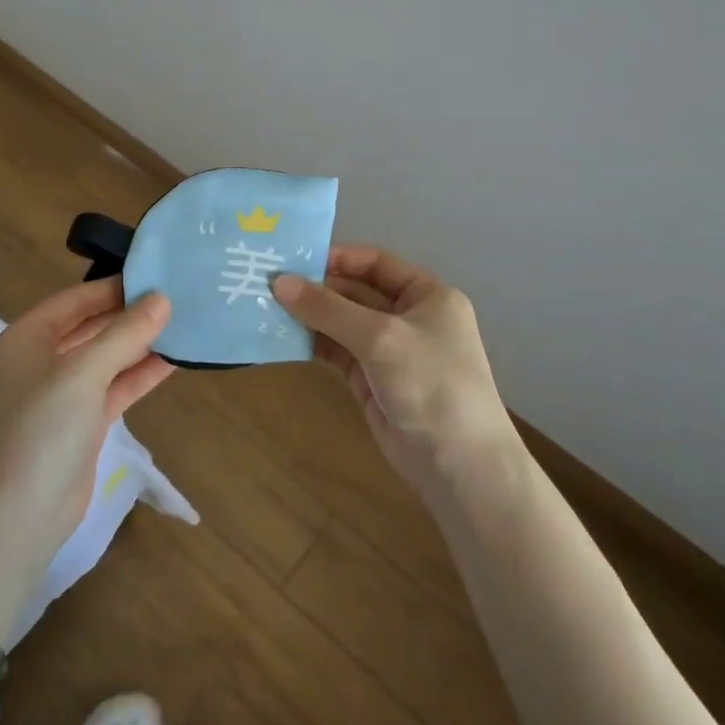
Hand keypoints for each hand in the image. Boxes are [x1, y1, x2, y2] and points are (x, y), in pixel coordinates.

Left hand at [0, 277, 173, 561]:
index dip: (112, 287)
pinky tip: (174, 360)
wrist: (22, 515)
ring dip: (140, 344)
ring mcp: (62, 393)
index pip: (75, 300)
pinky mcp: (82, 421)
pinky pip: (114, 386)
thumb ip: (124, 334)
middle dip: (130, 315)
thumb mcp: (83, 374)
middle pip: (91, 326)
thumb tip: (162, 299)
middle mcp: (41, 360)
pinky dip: (140, 374)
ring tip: (183, 322)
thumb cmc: (42, 430)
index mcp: (26, 339)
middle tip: (176, 296)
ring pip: (106, 358)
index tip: (155, 274)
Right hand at [273, 247, 517, 502]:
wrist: (459, 465)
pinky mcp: (371, 380)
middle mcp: (408, 317)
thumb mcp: (380, 338)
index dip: (337, 258)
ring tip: (265, 306)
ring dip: (310, 316)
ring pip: (342, 323)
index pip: (375, 263)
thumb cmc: (431, 384)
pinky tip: (281, 336)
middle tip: (267, 283)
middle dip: (316, 288)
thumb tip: (278, 282)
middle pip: (355, 292)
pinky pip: (337, 351)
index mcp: (427, 296)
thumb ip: (328, 309)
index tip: (293, 258)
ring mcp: (389, 351)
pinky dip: (312, 343)